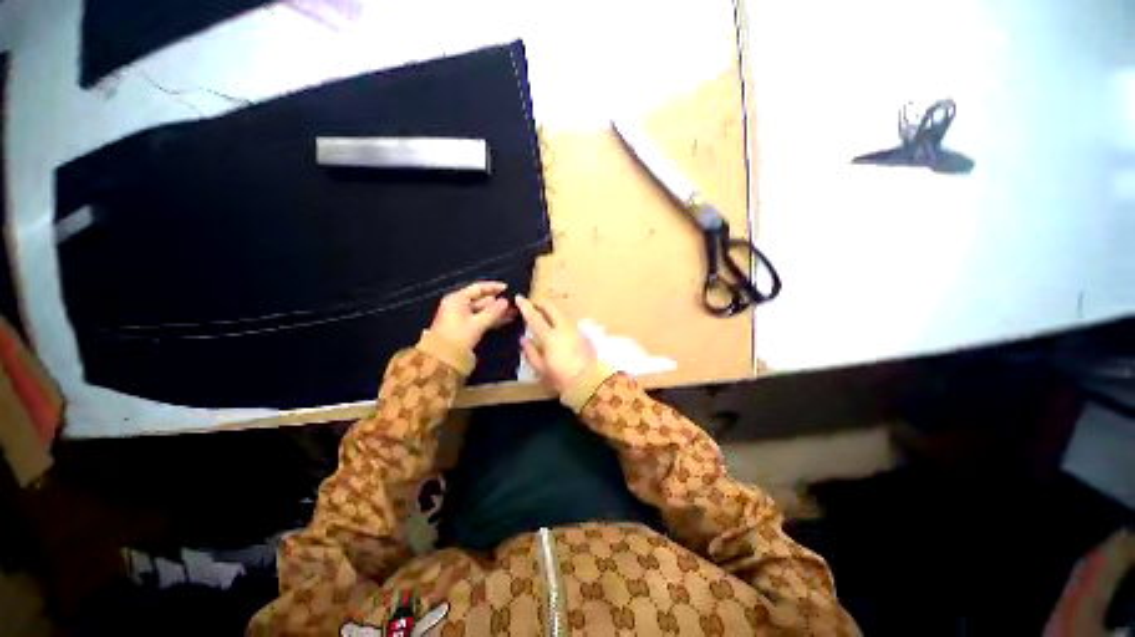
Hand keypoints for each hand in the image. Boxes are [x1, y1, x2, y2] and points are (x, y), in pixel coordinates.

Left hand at [429, 282, 514, 349]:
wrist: (442, 357)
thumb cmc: (458, 336)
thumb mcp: (477, 323)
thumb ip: (493, 311)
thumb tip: (506, 301)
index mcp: (457, 299)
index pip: (478, 288)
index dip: (494, 287)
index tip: (508, 288)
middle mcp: (458, 304)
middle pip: (481, 299)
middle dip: (498, 302)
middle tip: (514, 304)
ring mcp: (461, 315)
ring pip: (482, 310)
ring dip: (497, 311)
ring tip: (513, 313)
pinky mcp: (464, 326)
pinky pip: (480, 318)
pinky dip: (491, 319)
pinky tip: (504, 320)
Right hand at [515, 295, 596, 393]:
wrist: (590, 383)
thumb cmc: (561, 378)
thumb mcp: (541, 369)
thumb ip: (530, 352)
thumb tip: (523, 338)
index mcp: (550, 336)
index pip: (534, 317)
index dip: (526, 306)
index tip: (519, 297)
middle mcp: (563, 328)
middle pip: (552, 308)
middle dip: (541, 303)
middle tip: (533, 304)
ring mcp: (575, 330)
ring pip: (561, 314)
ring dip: (552, 311)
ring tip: (544, 315)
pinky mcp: (584, 334)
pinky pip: (568, 322)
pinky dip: (560, 320)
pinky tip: (558, 328)